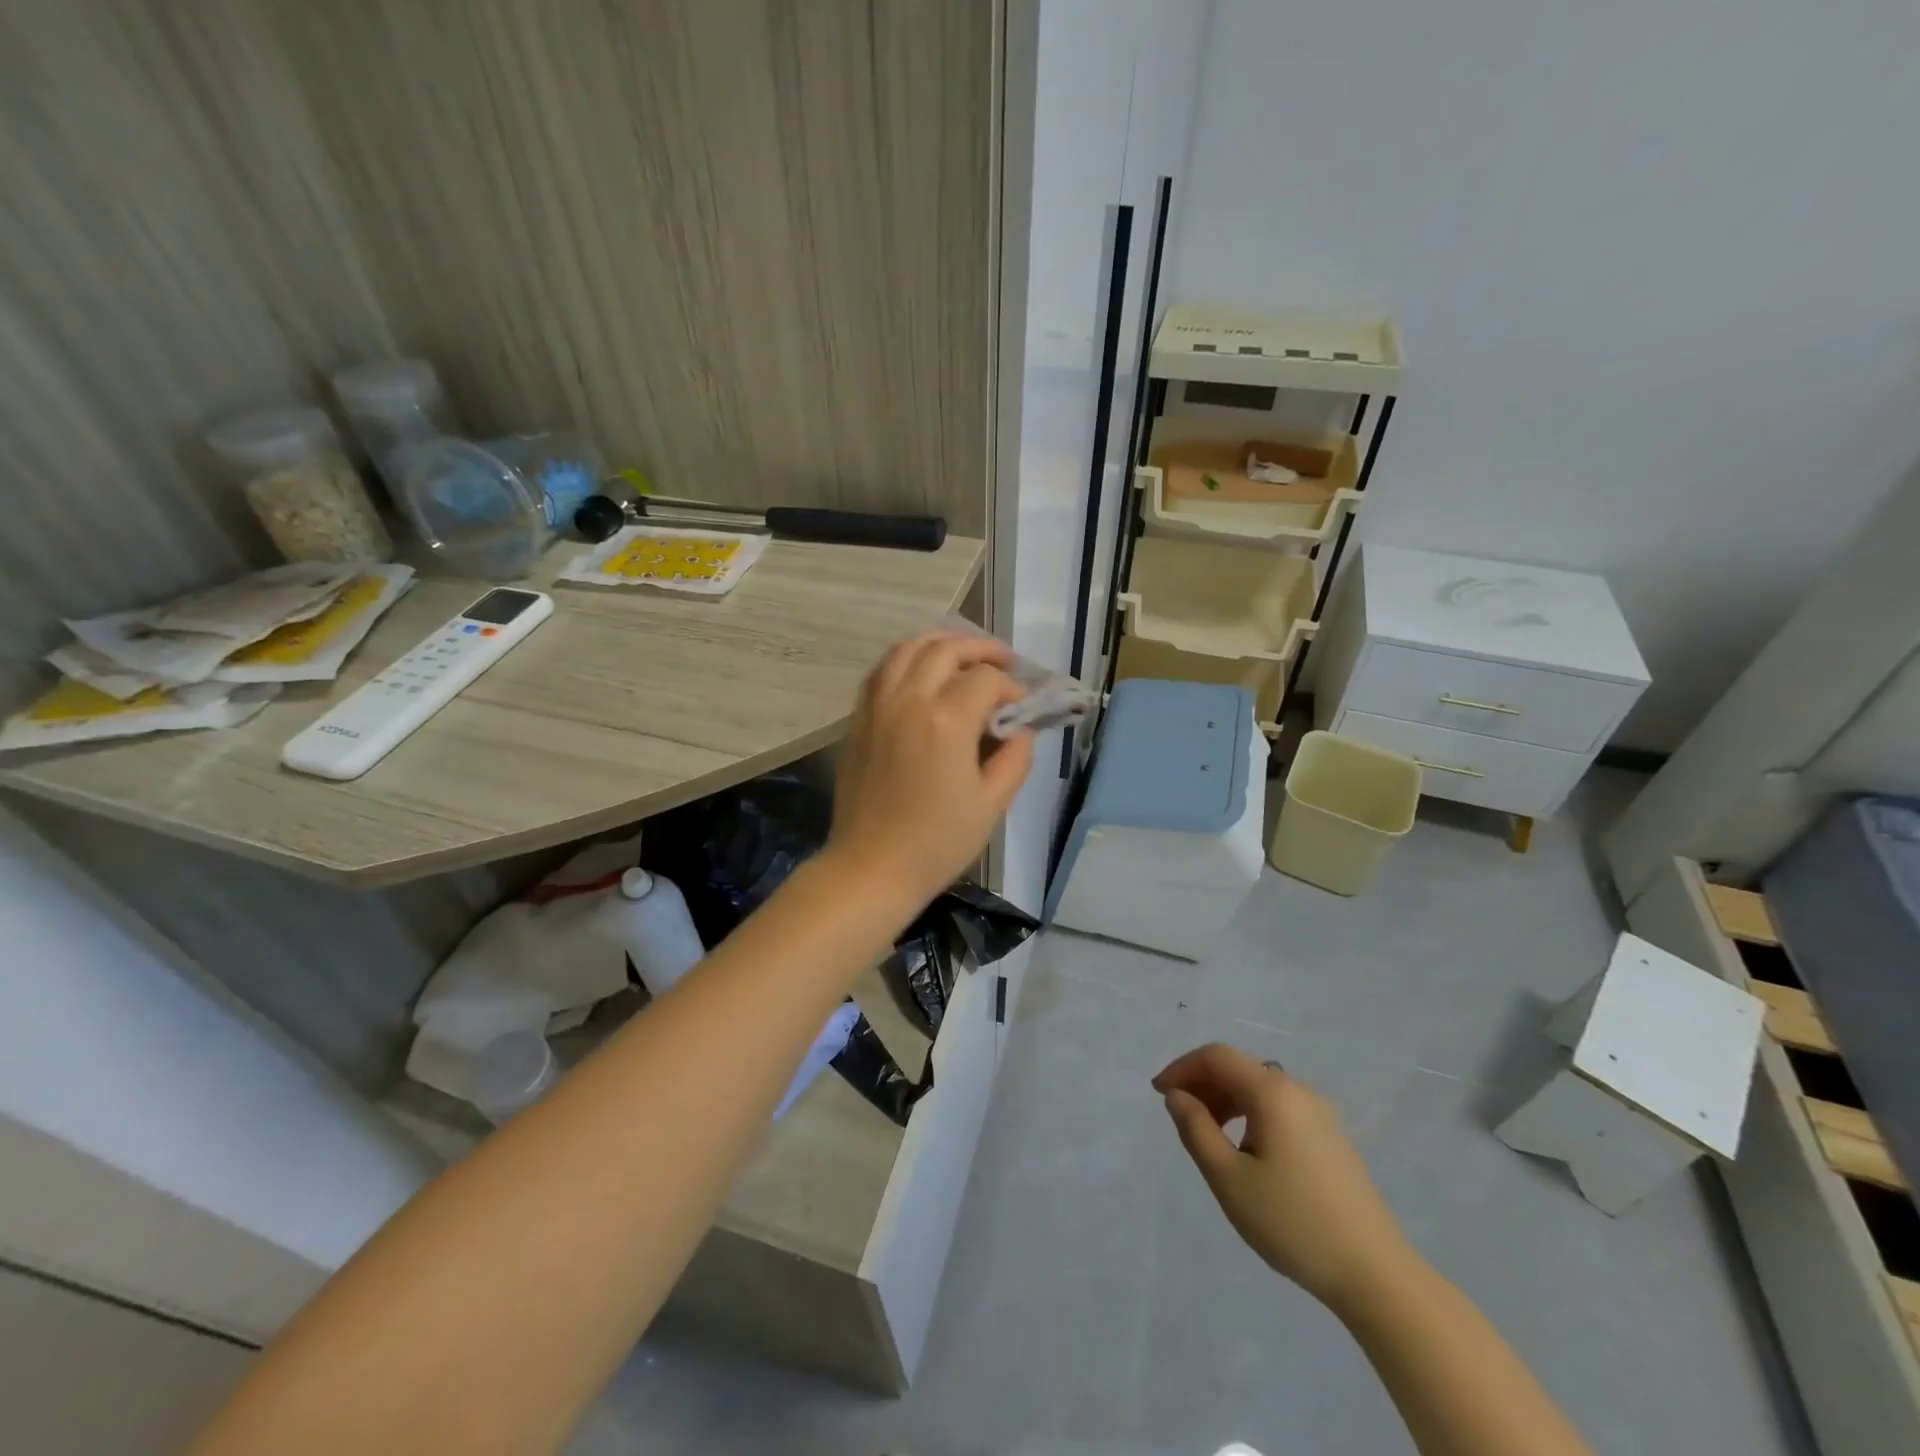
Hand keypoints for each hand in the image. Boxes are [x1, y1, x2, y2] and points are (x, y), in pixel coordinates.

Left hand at [827, 630, 1033, 908]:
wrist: (871, 867)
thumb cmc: (937, 843)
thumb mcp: (991, 805)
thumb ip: (1014, 759)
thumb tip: (1020, 730)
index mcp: (946, 721)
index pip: (986, 680)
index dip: (1011, 687)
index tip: (1021, 707)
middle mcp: (909, 700)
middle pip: (946, 649)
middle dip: (980, 648)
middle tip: (1003, 661)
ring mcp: (877, 706)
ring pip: (906, 649)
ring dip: (940, 642)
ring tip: (962, 654)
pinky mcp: (858, 719)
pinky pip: (881, 670)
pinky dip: (905, 660)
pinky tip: (920, 673)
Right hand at [1155, 1043, 1418, 1315]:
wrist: (1376, 1275)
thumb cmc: (1293, 1223)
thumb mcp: (1229, 1179)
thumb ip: (1196, 1129)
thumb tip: (1177, 1096)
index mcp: (1273, 1091)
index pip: (1216, 1056)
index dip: (1182, 1067)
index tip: (1158, 1094)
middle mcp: (1298, 1090)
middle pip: (1239, 1068)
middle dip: (1202, 1084)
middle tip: (1178, 1117)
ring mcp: (1320, 1113)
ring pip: (1259, 1089)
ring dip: (1225, 1100)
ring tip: (1207, 1137)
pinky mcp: (1332, 1137)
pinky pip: (1278, 1108)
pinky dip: (1250, 1115)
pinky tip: (1244, 1151)